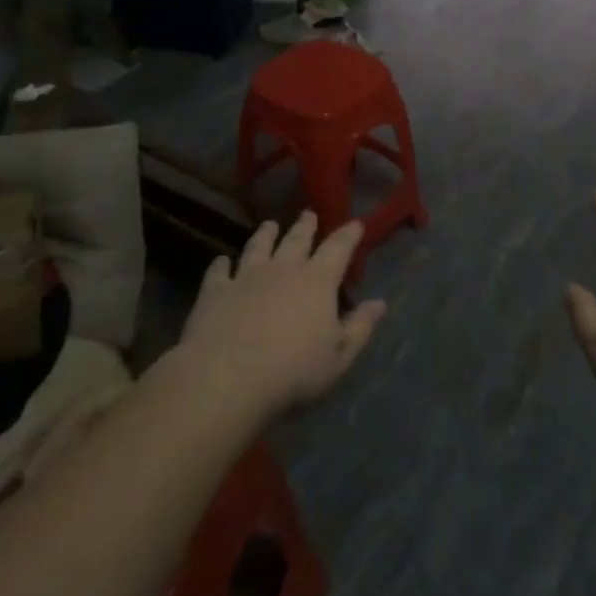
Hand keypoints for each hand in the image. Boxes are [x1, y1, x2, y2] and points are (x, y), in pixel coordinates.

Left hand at [177, 212, 386, 424]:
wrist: (226, 381)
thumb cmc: (292, 373)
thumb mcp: (338, 358)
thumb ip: (359, 328)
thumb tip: (380, 303)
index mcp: (317, 282)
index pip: (338, 248)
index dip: (348, 234)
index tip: (355, 223)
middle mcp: (283, 269)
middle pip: (296, 239)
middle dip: (305, 226)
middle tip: (308, 214)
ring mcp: (246, 277)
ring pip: (258, 246)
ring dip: (265, 234)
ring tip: (269, 225)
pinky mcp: (215, 292)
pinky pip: (219, 271)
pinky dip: (221, 264)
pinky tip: (221, 261)